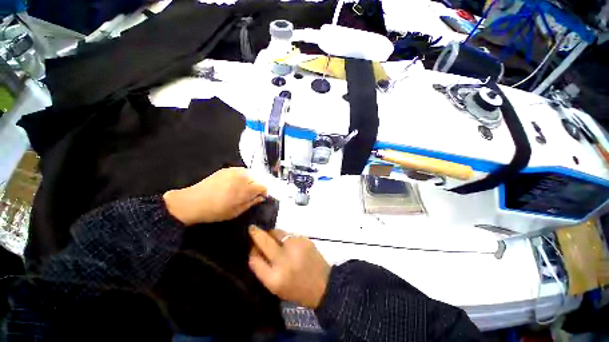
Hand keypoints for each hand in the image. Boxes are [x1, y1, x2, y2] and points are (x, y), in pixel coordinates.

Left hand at [163, 167, 266, 225]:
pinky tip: (234, 183)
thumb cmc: (216, 211)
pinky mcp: (226, 169)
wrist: (192, 202)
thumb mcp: (236, 211)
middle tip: (249, 195)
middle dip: (256, 186)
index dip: (263, 193)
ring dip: (249, 181)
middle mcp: (242, 176)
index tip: (260, 198)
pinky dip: (241, 176)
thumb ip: (252, 203)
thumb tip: (261, 198)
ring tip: (241, 189)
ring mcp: (234, 171)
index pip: (263, 186)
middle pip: (257, 179)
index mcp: (246, 188)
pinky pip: (240, 171)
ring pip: (250, 174)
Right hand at [248, 226, 330, 308]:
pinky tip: (289, 243)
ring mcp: (295, 247)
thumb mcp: (276, 287)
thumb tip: (255, 249)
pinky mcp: (304, 240)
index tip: (251, 246)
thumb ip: (263, 269)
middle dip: (256, 233)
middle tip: (252, 228)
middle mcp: (284, 260)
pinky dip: (286, 237)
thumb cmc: (297, 289)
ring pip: (277, 233)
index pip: (254, 259)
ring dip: (272, 233)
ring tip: (273, 236)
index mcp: (274, 278)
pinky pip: (290, 234)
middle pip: (264, 241)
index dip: (251, 251)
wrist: (323, 285)